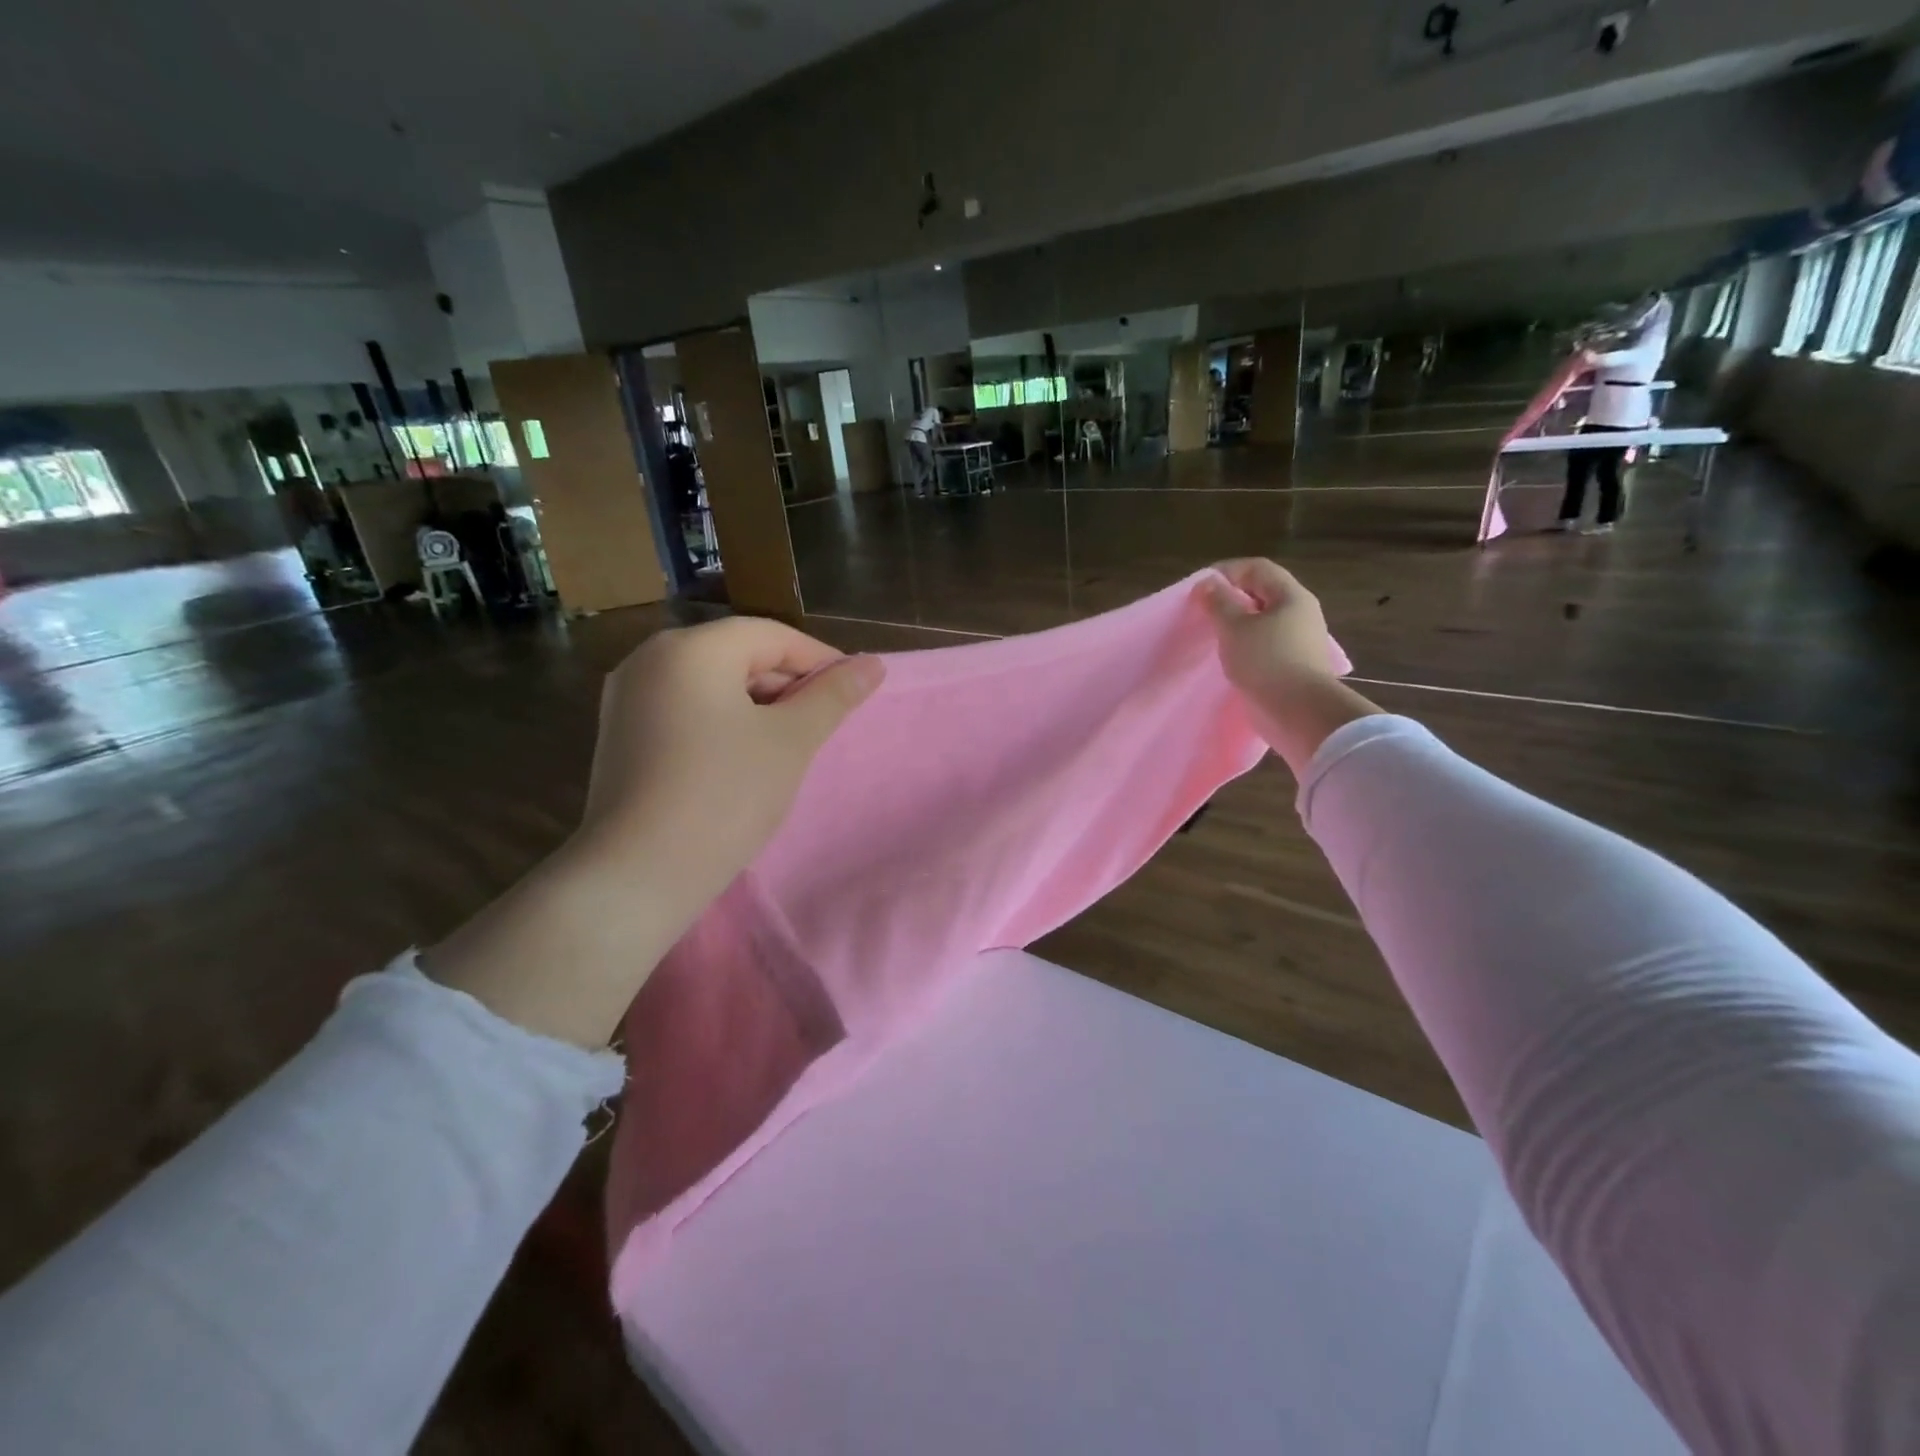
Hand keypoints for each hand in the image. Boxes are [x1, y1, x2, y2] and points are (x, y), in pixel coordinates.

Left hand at [579, 617, 884, 905]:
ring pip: (712, 683)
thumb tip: (873, 664)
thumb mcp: (790, 741)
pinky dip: (722, 721)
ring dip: (758, 705)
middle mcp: (651, 658)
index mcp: (691, 649)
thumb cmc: (724, 796)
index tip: (853, 693)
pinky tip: (743, 758)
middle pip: (737, 654)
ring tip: (789, 744)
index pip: (771, 635)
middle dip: (787, 684)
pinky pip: (685, 708)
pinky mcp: (620, 732)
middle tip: (823, 724)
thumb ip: (833, 696)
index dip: (819, 660)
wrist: (638, 874)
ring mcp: (628, 696)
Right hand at [1202, 558, 1340, 697]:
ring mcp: (1300, 640)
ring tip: (1213, 634)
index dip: (1227, 571)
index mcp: (1291, 596)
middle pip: (1262, 592)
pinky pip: (1266, 643)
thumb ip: (1219, 603)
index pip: (1257, 568)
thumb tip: (1207, 584)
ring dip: (1238, 623)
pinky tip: (1230, 656)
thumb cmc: (1266, 661)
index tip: (1199, 587)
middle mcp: (1301, 612)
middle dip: (1231, 597)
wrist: (1298, 712)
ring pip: (1264, 620)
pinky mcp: (1294, 664)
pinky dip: (1246, 644)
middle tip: (1204, 610)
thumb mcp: (1235, 628)